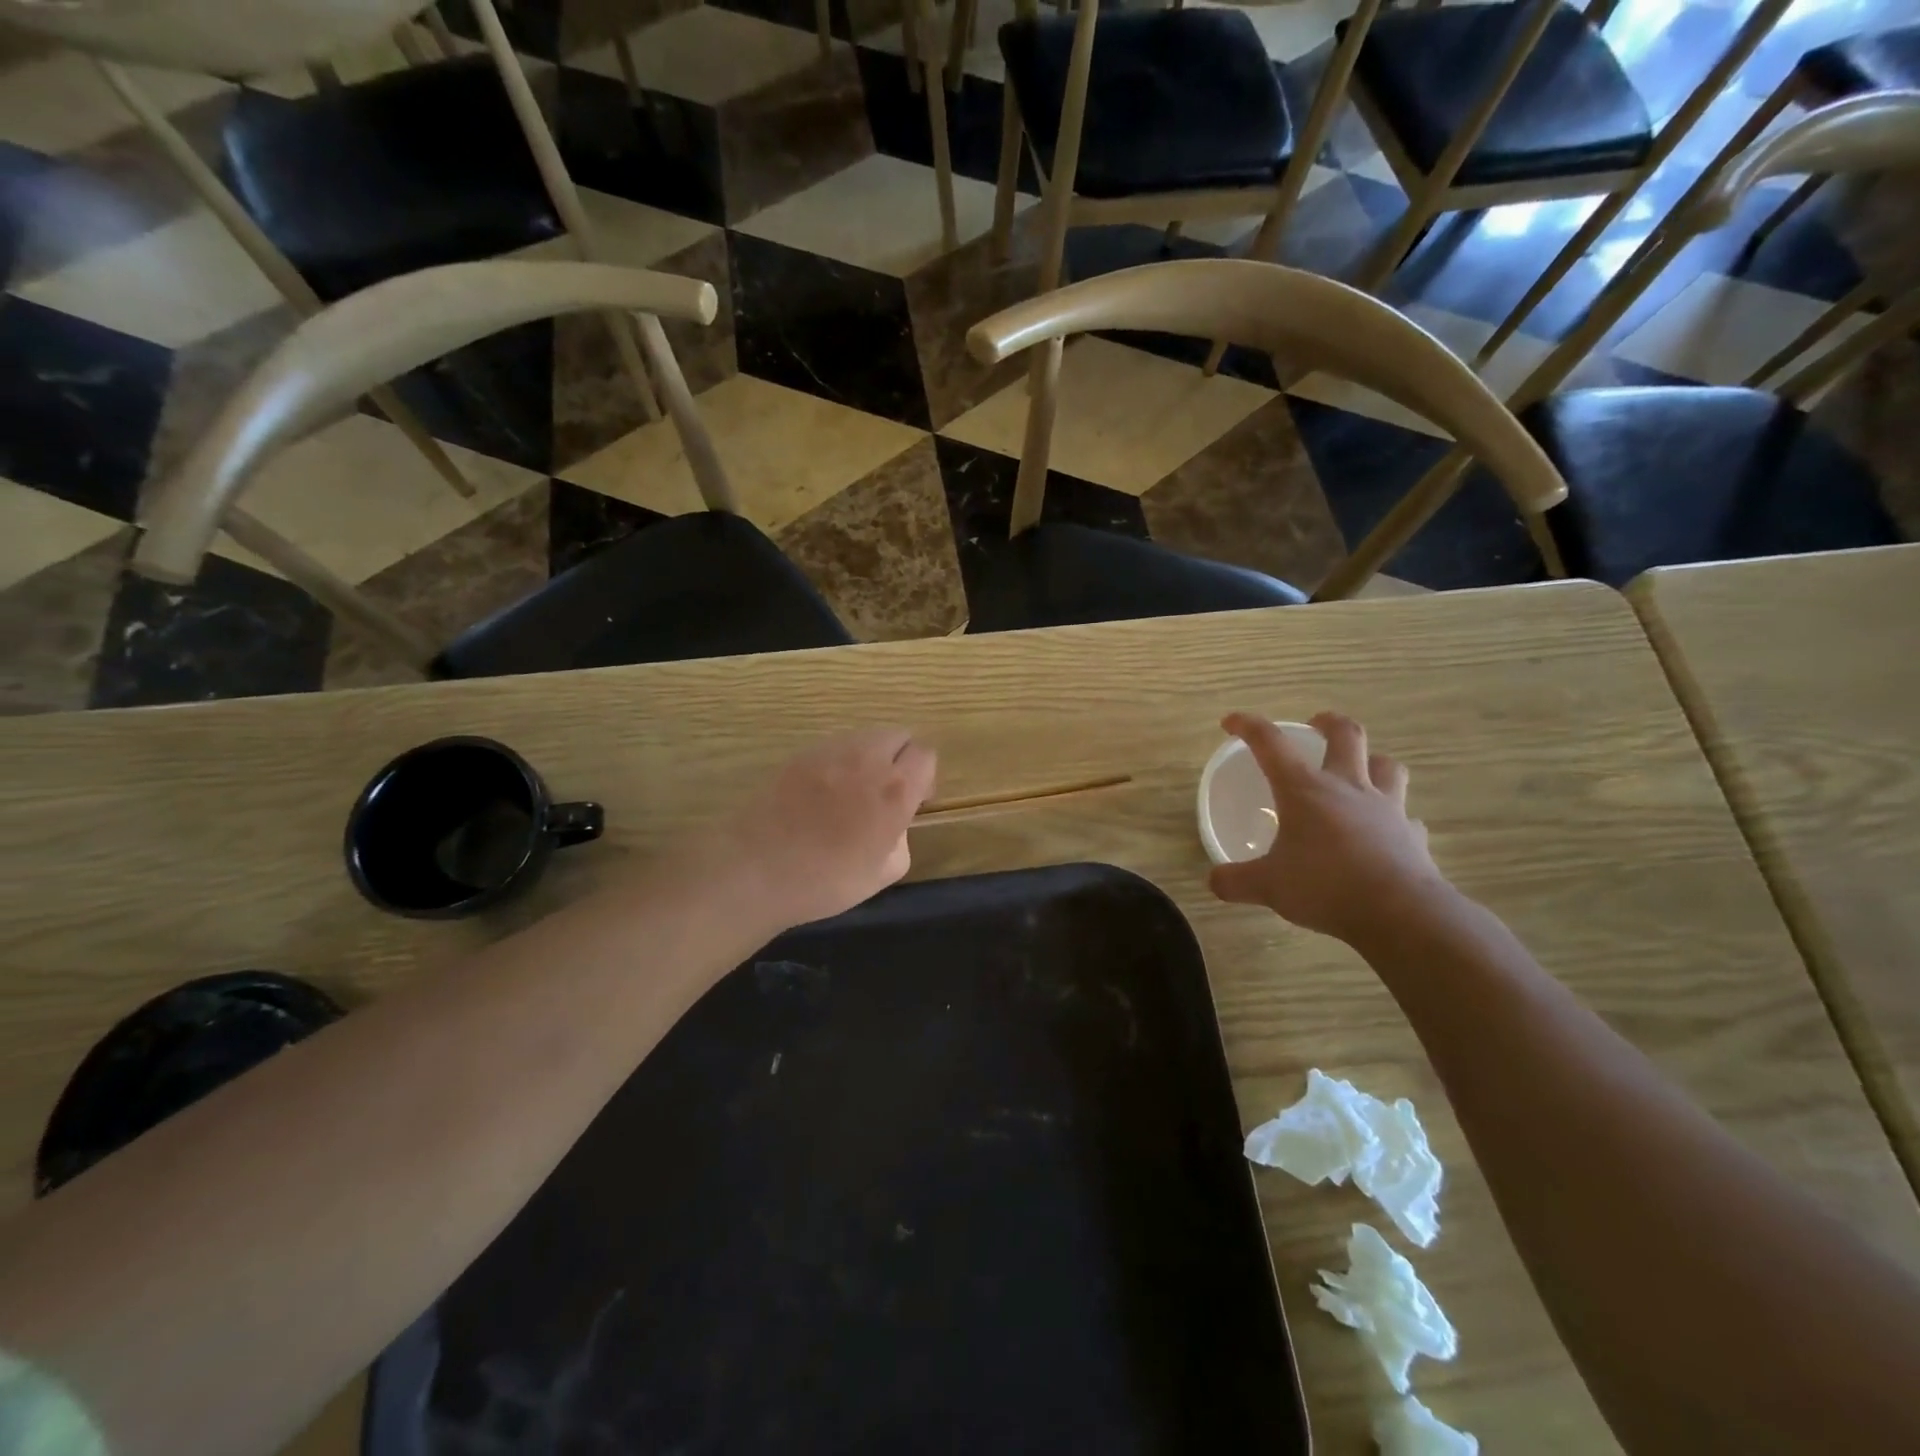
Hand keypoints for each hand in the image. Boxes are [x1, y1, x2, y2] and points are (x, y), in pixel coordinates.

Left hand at [718, 728, 937, 932]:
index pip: (926, 756)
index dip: (924, 777)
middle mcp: (867, 759)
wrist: (757, 869)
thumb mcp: (883, 874)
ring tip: (852, 791)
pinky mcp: (800, 754)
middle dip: (901, 758)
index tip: (915, 800)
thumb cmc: (827, 881)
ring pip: (865, 737)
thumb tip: (894, 825)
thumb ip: (901, 840)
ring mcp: (830, 751)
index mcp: (895, 790)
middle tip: (887, 791)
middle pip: (898, 736)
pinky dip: (839, 762)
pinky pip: (833, 747)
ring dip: (870, 757)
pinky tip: (822, 793)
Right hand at [1208, 711, 1446, 943]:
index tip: (1230, 722)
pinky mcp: (1413, 836)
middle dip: (1329, 723)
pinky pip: (1407, 817)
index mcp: (1305, 790)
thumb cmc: (1325, 886)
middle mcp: (1348, 788)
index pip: (1271, 744)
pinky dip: (1396, 818)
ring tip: (1360, 769)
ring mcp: (1387, 809)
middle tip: (1316, 724)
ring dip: (1372, 761)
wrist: (1400, 912)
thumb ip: (1236, 881)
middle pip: (1347, 735)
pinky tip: (1388, 831)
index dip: (1248, 726)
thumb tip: (1214, 880)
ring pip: (1388, 766)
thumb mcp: (1268, 887)